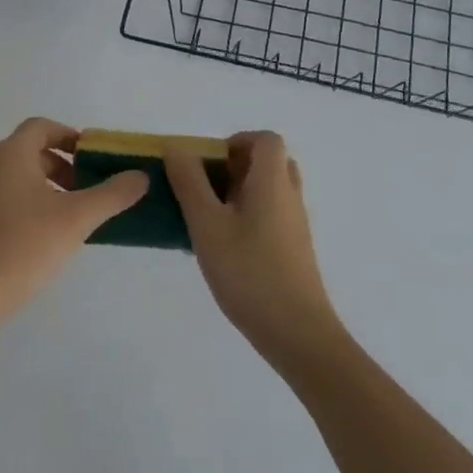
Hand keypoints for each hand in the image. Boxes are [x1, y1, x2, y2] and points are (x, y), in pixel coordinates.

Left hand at [0, 118, 147, 320]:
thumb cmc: (25, 245)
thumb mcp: (77, 217)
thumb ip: (112, 194)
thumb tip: (141, 176)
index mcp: (12, 155)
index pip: (41, 126)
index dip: (70, 135)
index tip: (94, 157)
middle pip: (33, 151)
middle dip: (65, 164)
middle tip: (91, 187)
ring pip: (23, 177)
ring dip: (52, 186)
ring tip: (77, 213)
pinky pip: (12, 199)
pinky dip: (36, 204)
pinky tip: (53, 235)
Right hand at [166, 131, 345, 368]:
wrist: (296, 332)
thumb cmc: (248, 271)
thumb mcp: (207, 224)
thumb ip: (189, 182)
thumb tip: (176, 147)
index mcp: (273, 181)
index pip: (266, 140)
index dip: (237, 141)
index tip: (209, 164)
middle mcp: (290, 195)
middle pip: (269, 162)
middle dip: (235, 167)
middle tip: (206, 188)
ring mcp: (295, 224)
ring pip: (269, 190)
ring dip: (240, 193)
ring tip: (209, 218)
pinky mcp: (294, 249)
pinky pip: (271, 215)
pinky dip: (249, 217)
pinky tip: (224, 247)